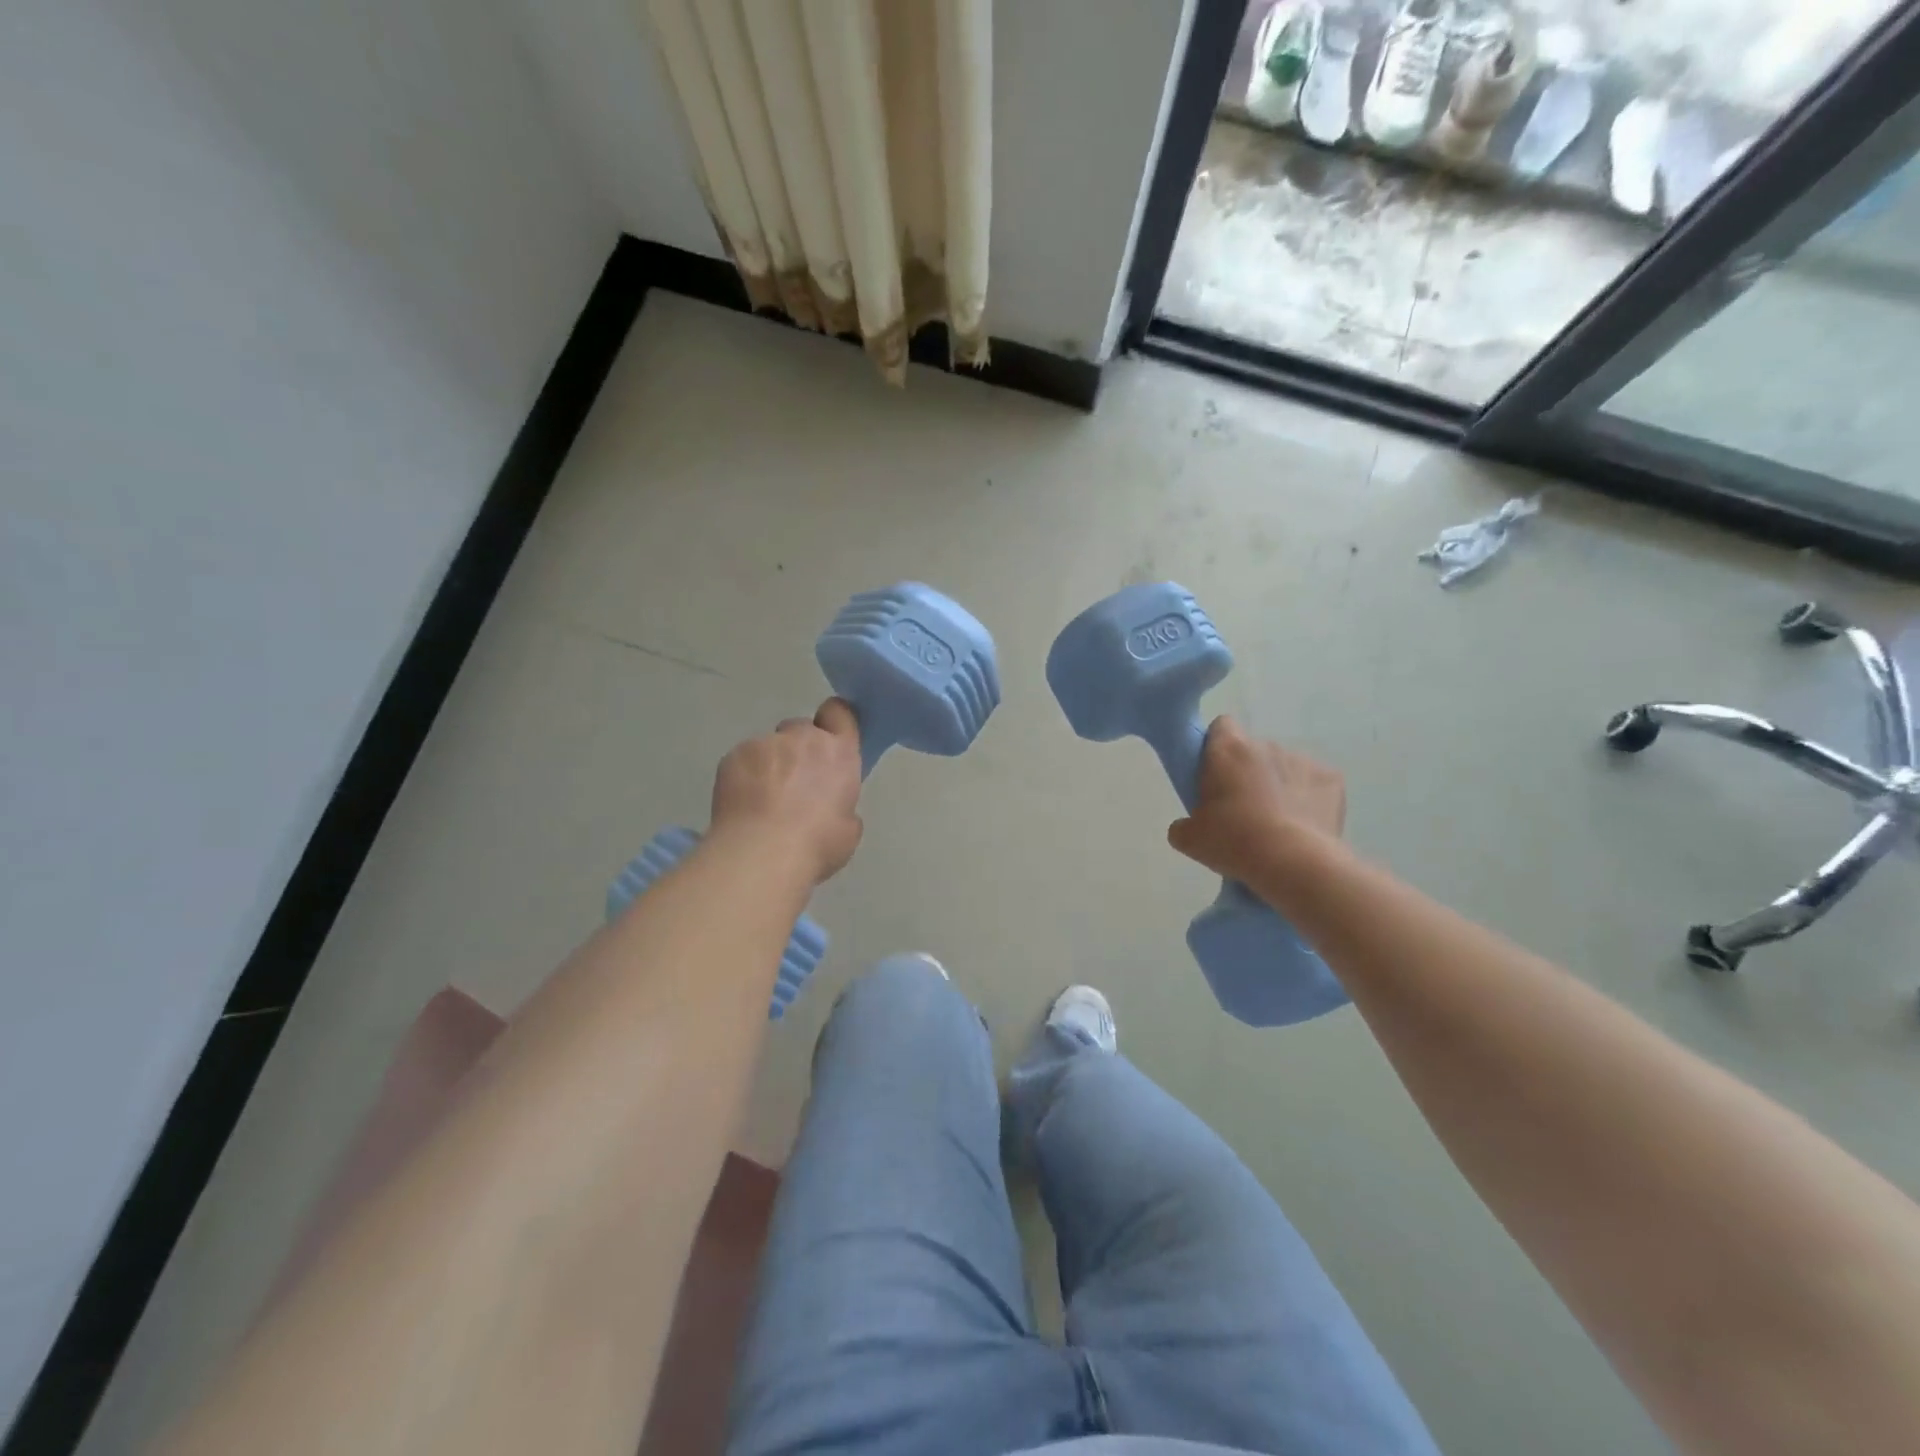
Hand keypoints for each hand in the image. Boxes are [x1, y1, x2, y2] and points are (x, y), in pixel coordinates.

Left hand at [709, 699, 863, 885]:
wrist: (761, 854)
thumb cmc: (816, 844)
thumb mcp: (848, 830)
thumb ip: (842, 805)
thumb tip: (830, 807)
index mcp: (838, 753)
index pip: (839, 713)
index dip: (834, 722)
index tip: (830, 742)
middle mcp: (803, 738)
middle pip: (801, 729)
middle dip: (799, 750)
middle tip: (794, 784)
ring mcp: (765, 743)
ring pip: (769, 746)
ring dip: (770, 765)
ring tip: (762, 800)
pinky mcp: (733, 755)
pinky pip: (743, 759)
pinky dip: (744, 775)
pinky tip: (743, 804)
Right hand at [1167, 716, 1345, 884]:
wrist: (1295, 863)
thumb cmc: (1234, 841)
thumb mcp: (1190, 839)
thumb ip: (1183, 825)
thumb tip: (1187, 827)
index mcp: (1229, 750)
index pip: (1221, 727)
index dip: (1216, 747)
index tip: (1214, 775)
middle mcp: (1267, 745)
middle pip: (1253, 752)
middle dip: (1248, 773)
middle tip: (1242, 811)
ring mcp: (1303, 761)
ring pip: (1285, 768)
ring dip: (1278, 787)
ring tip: (1276, 825)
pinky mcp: (1332, 780)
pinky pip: (1314, 785)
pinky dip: (1309, 801)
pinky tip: (1304, 828)